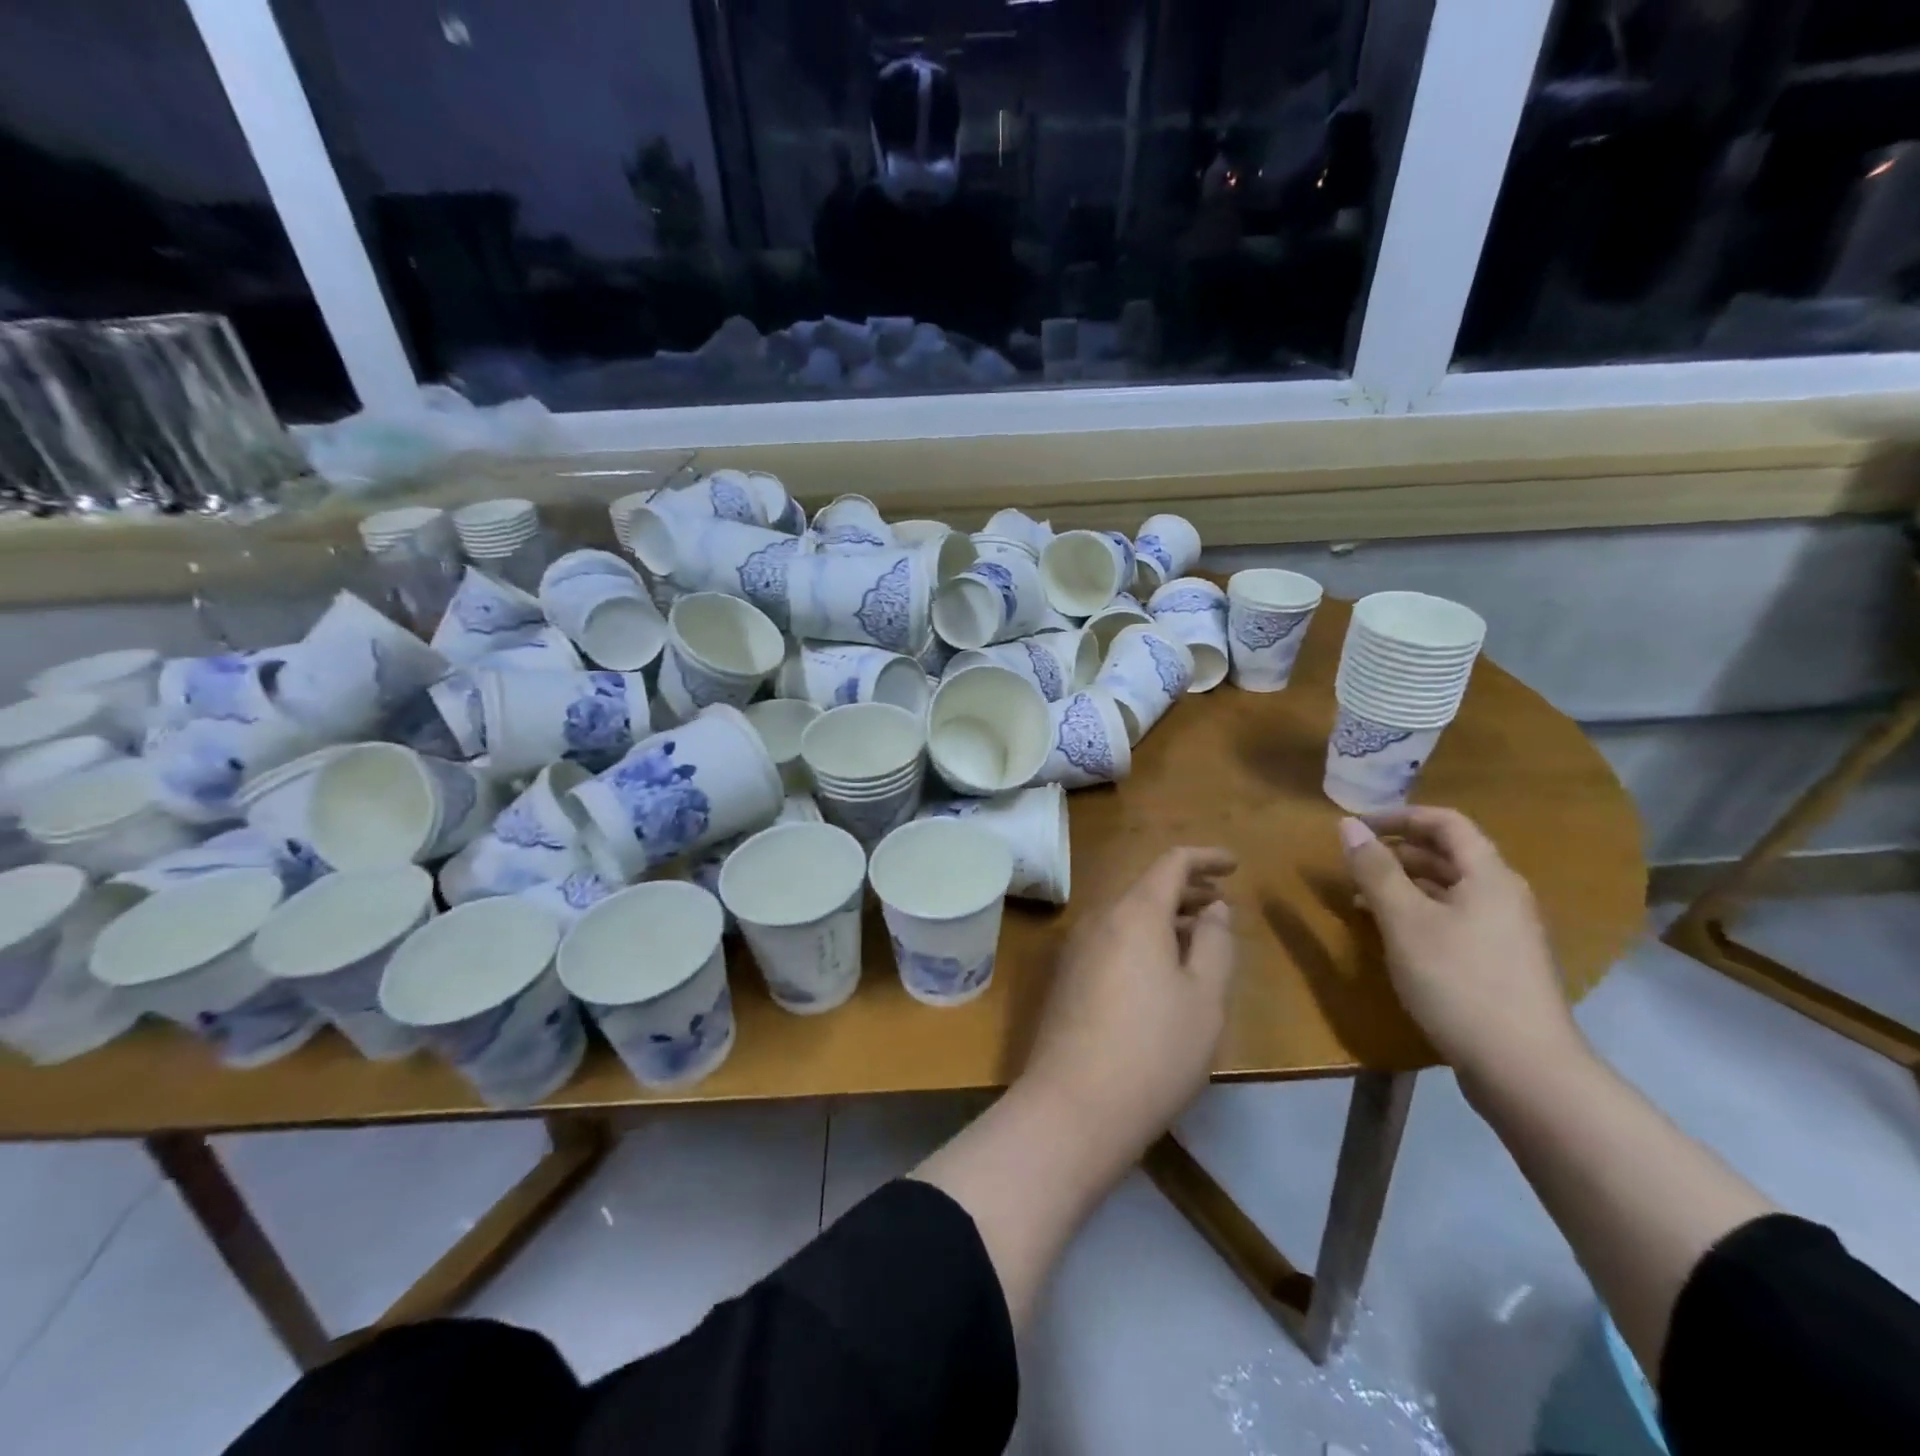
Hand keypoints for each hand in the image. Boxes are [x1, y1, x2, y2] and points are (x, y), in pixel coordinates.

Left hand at [1020, 847, 1237, 1147]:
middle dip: (1187, 890)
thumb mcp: (1204, 998)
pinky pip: (1111, 940)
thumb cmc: (1154, 1049)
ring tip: (1198, 935)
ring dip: (1164, 917)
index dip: (1205, 858)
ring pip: (1127, 916)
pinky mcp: (1067, 978)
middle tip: (1222, 902)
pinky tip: (1161, 969)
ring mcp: (1076, 949)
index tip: (1234, 865)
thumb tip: (1213, 908)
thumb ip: (1214, 943)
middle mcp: (1098, 919)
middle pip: (1146, 888)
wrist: (1074, 1106)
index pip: (1171, 864)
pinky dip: (1142, 939)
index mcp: (1134, 913)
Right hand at [1339, 808, 1582, 1085]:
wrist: (1524, 1069)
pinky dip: (1418, 914)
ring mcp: (1505, 932)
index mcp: (1489, 876)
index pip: (1445, 822)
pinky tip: (1391, 936)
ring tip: (1360, 899)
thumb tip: (1346, 825)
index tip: (1357, 828)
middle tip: (1352, 865)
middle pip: (1448, 855)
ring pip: (1448, 890)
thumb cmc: (1459, 981)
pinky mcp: (1498, 964)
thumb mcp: (1404, 920)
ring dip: (1403, 885)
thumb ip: (1374, 870)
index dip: (1399, 817)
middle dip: (1396, 852)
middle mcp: (1503, 896)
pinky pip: (1453, 919)